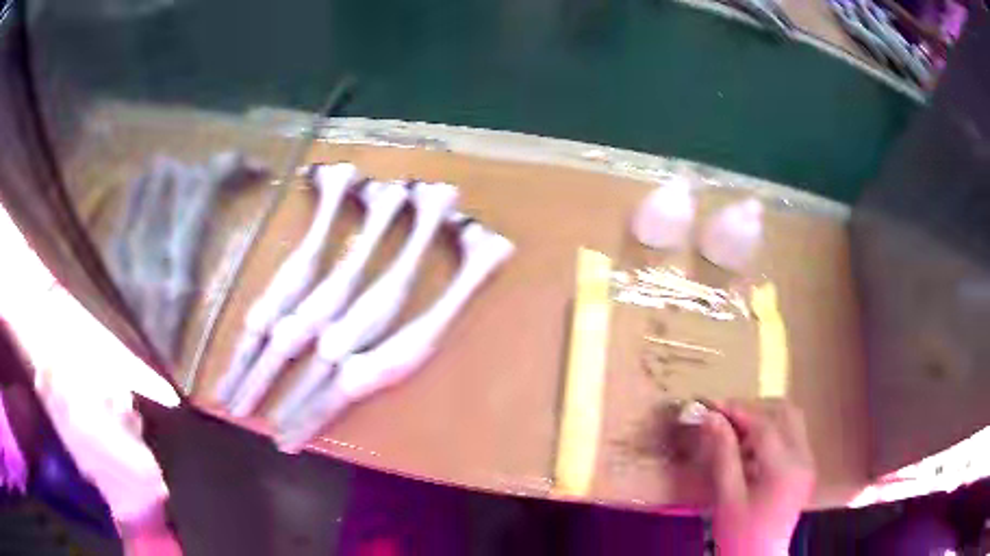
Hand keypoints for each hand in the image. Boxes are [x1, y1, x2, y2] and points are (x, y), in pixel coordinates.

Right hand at [702, 399, 814, 555]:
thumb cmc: (739, 533)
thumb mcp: (727, 497)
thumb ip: (723, 454)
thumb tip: (711, 418)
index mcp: (784, 469)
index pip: (764, 425)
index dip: (738, 410)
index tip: (712, 405)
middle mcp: (803, 458)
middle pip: (785, 413)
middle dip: (755, 408)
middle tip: (726, 417)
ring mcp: (808, 462)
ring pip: (791, 421)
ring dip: (764, 418)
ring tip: (737, 433)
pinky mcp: (806, 468)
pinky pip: (792, 436)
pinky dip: (772, 433)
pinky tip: (751, 450)